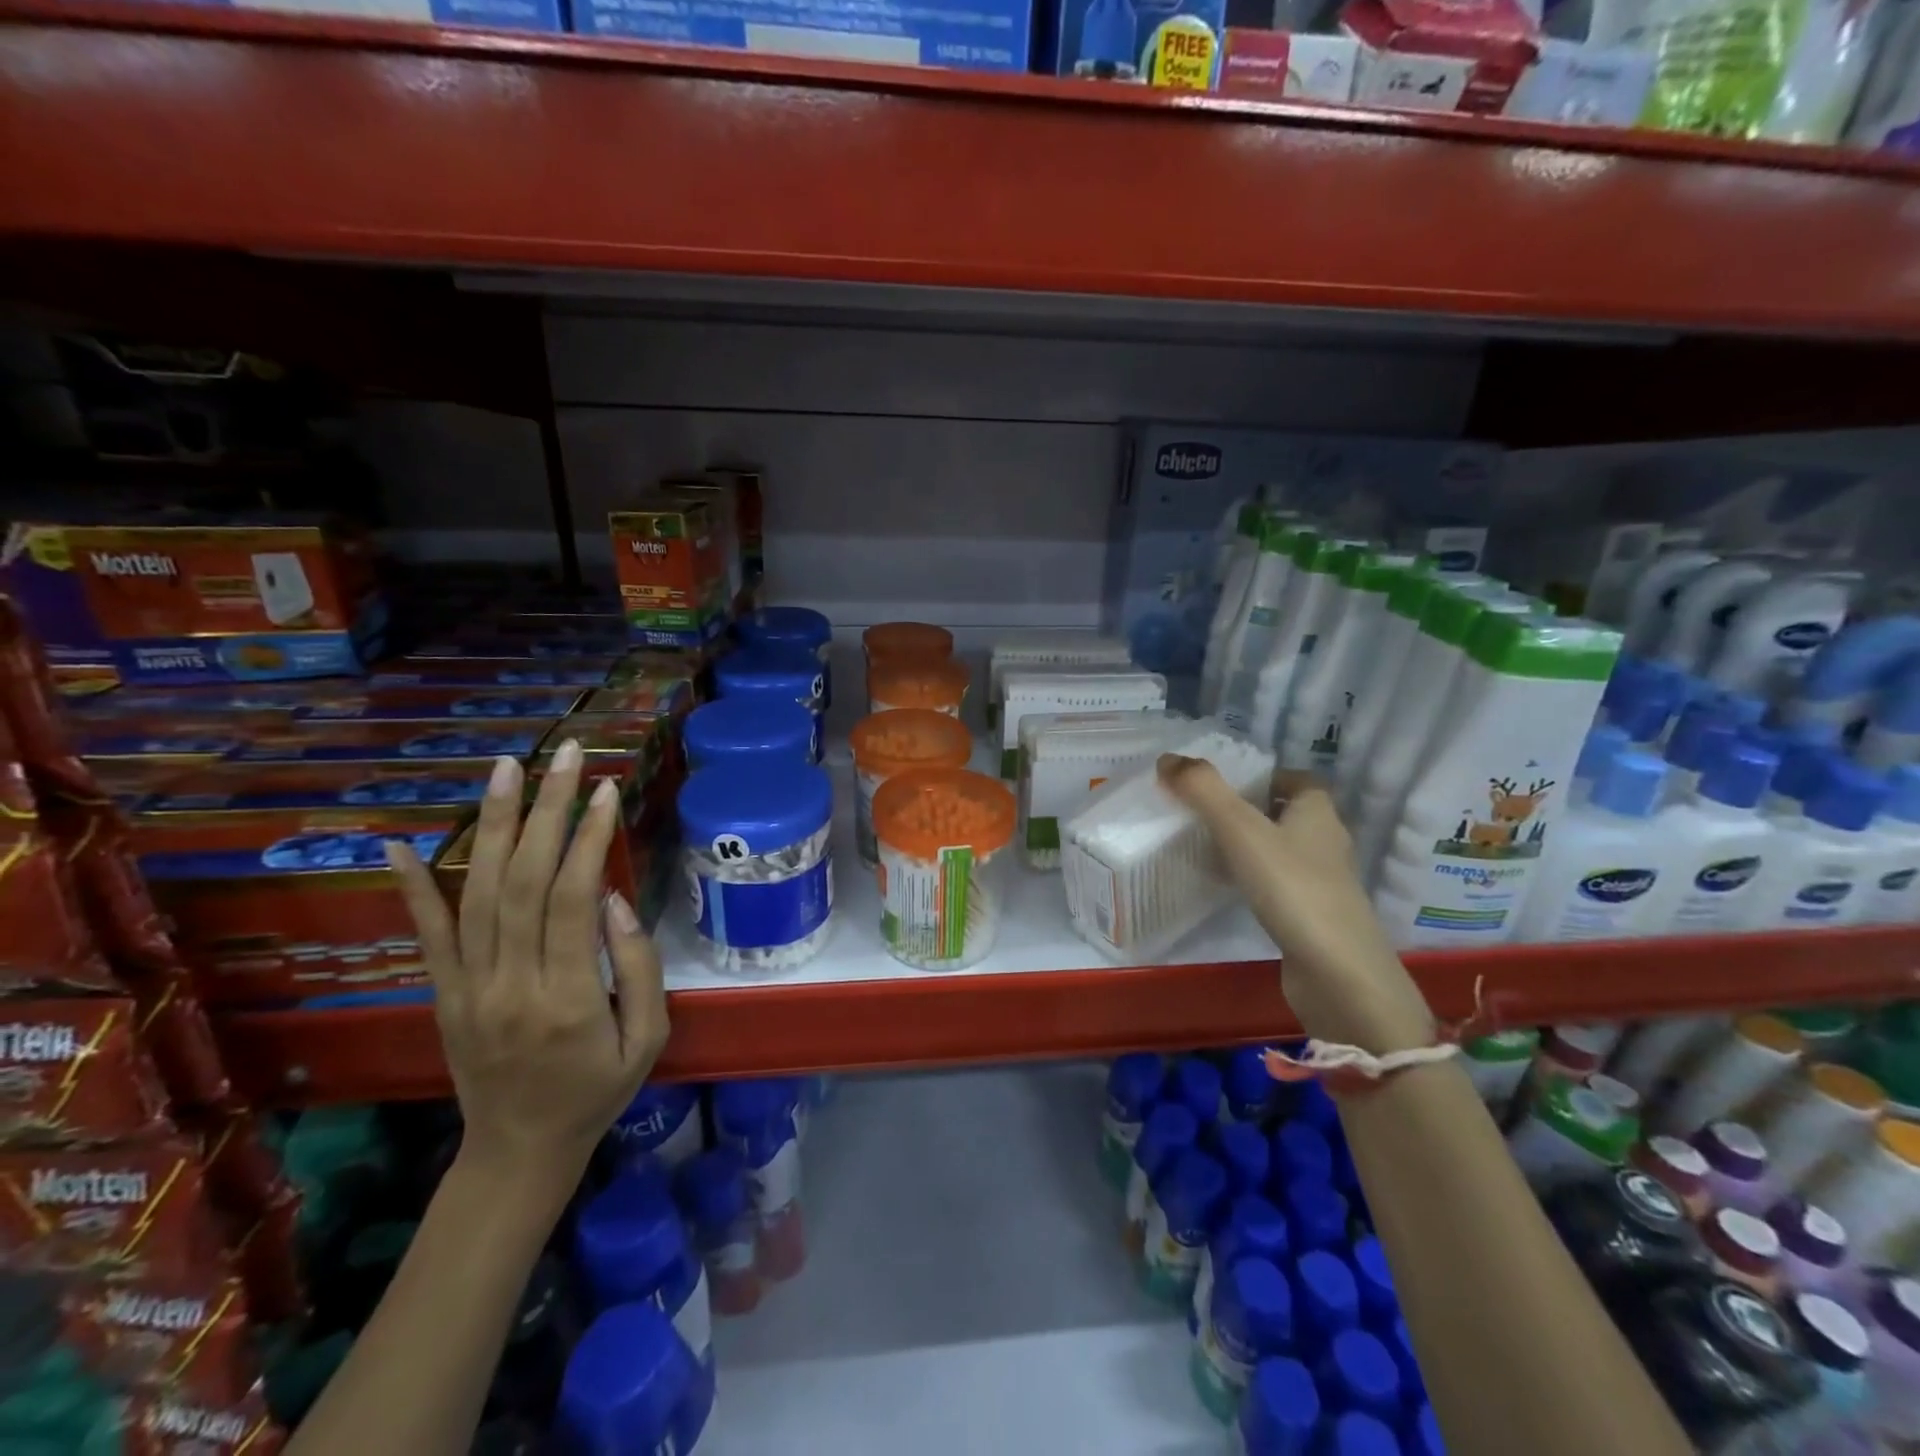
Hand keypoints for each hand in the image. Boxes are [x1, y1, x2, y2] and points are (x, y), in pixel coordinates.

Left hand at [386, 740, 668, 1188]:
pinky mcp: (444, 993)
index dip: (590, 838)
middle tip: (566, 754)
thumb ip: (638, 966)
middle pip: (525, 881)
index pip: (574, 899)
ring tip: (508, 769)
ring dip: (494, 825)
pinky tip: (401, 842)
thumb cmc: (599, 1090)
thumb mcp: (648, 1036)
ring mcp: (469, 987)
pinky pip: (426, 934)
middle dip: (549, 810)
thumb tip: (615, 899)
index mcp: (569, 998)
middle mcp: (510, 983)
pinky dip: (413, 886)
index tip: (606, 789)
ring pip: (479, 892)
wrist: (520, 1150)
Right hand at [1157, 754, 1431, 1054]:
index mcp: (1318, 813)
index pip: (1299, 780)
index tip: (1227, 784)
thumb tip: (1167, 758)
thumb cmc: (1292, 888)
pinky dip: (1256, 881)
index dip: (1267, 776)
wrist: (1337, 974)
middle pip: (1289, 814)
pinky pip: (1281, 885)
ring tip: (1208, 848)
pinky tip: (1229, 890)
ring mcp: (1323, 884)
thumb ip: (1203, 791)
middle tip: (1206, 813)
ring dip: (1252, 846)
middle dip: (1252, 810)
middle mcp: (1327, 842)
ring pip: (1284, 851)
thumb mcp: (1241, 830)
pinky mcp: (1313, 918)